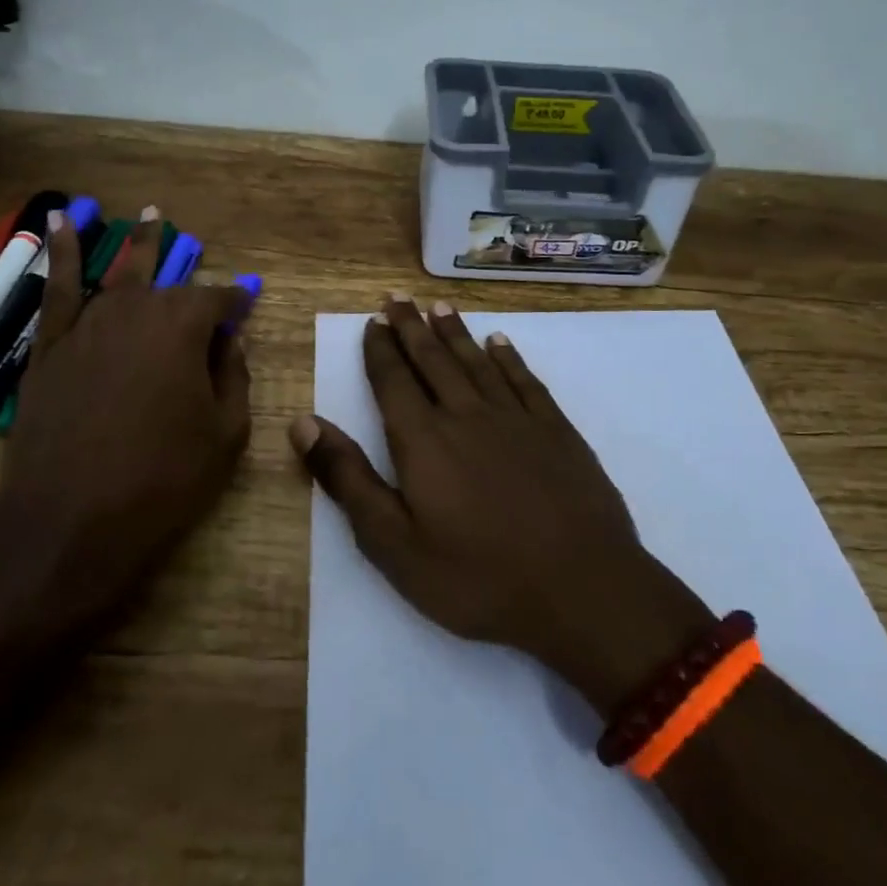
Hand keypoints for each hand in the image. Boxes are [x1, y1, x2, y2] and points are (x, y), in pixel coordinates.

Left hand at [0, 210, 252, 638]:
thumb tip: (231, 341)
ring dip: (137, 247)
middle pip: (167, 284)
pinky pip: (58, 289)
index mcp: (183, 328)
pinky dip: (62, 254)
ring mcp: (87, 326)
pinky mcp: (50, 347)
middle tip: (196, 244)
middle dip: (187, 269)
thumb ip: (234, 378)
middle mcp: (135, 312)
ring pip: (119, 276)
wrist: (70, 519)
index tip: (247, 304)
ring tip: (151, 216)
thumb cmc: (163, 479)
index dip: (235, 301)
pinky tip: (61, 222)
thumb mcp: (226, 434)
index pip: (216, 300)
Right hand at [290, 296, 710, 715]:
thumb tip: (305, 422)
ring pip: (477, 362)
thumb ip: (348, 479)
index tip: (373, 320)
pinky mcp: (556, 430)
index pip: (393, 381)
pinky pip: (524, 380)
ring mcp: (516, 419)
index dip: (380, 349)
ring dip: (455, 333)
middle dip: (411, 327)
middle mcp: (466, 414)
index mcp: (423, 440)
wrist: (581, 588)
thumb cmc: (477, 576)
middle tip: (398, 297)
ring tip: (438, 308)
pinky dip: (509, 358)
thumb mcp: (393, 543)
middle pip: (433, 360)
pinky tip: (500, 343)